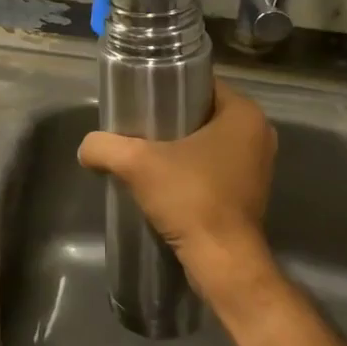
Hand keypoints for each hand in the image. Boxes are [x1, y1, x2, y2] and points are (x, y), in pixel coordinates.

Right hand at [77, 79, 279, 312]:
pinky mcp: (250, 191)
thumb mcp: (137, 164)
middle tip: (138, 125)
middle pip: (203, 112)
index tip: (140, 99)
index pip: (200, 83)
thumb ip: (104, 147)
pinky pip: (216, 165)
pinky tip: (165, 177)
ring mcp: (258, 164)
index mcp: (244, 113)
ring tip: (146, 151)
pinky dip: (193, 166)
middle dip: (171, 117)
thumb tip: (86, 148)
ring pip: (210, 140)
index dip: (167, 87)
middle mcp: (259, 133)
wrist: (222, 262)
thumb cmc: (190, 198)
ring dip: (181, 144)